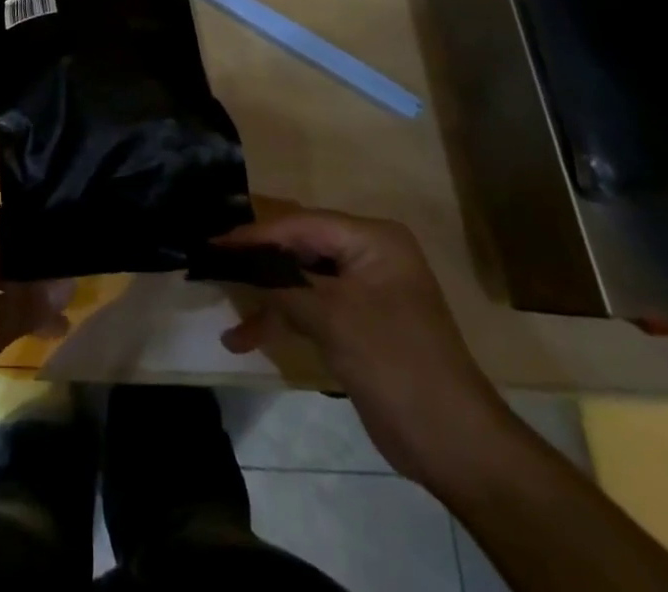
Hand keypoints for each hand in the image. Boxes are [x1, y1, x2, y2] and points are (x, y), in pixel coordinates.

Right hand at [213, 209, 518, 488]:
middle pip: (299, 248)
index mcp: (372, 239)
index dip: (256, 234)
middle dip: (259, 262)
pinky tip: (246, 338)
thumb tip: (236, 263)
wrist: (454, 444)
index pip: (302, 224)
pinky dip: (283, 319)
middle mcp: (368, 255)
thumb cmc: (395, 362)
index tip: (214, 241)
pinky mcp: (356, 323)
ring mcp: (363, 290)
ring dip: (267, 299)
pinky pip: (311, 307)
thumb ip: (282, 285)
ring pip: (301, 280)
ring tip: (229, 315)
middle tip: (214, 263)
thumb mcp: (332, 317)